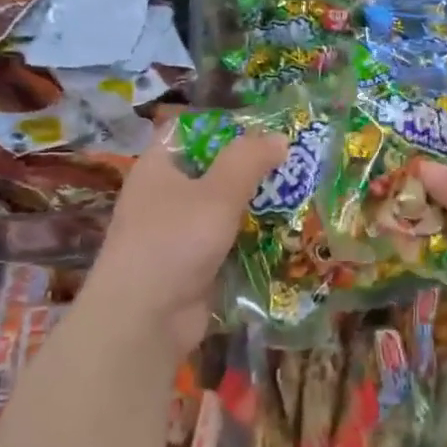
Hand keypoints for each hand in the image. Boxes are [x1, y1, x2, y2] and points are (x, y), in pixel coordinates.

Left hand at [82, 130, 287, 357]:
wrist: (144, 320)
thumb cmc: (174, 241)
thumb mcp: (217, 193)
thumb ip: (249, 161)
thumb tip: (279, 137)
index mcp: (159, 168)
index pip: (191, 132)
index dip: (227, 126)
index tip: (267, 126)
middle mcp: (165, 196)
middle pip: (213, 172)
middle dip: (253, 170)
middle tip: (297, 163)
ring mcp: (178, 234)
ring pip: (224, 210)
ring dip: (257, 208)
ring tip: (302, 196)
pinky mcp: (194, 266)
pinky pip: (229, 244)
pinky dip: (252, 241)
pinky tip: (287, 236)